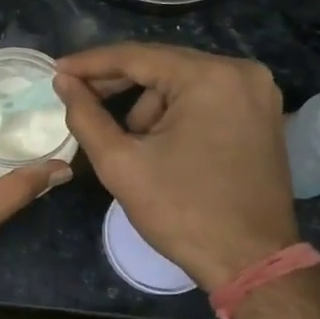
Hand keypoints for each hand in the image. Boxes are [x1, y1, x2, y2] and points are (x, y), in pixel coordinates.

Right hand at [53, 43, 298, 290]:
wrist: (251, 262)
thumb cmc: (182, 212)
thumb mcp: (121, 163)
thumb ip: (85, 115)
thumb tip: (63, 81)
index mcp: (210, 77)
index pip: (137, 57)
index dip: (91, 63)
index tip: (57, 70)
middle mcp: (241, 72)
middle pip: (162, 65)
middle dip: (118, 84)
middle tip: (77, 95)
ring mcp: (257, 92)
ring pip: (182, 82)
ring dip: (148, 105)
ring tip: (130, 144)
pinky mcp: (262, 113)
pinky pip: (205, 97)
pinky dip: (176, 112)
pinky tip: (158, 142)